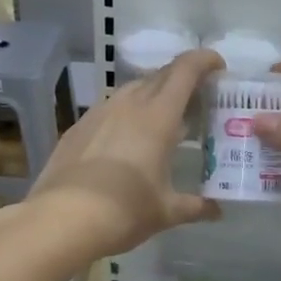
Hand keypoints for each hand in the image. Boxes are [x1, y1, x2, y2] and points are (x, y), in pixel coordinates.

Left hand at [22, 48, 224, 259]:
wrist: (61, 220)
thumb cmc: (124, 211)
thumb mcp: (166, 211)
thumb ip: (195, 206)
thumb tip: (216, 210)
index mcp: (158, 117)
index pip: (185, 70)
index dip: (204, 60)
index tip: (218, 66)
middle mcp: (128, 104)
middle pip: (160, 76)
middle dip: (182, 79)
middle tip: (196, 100)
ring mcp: (98, 113)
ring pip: (132, 90)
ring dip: (152, 96)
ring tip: (162, 120)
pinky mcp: (77, 128)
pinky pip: (109, 108)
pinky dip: (126, 114)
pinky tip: (125, 140)